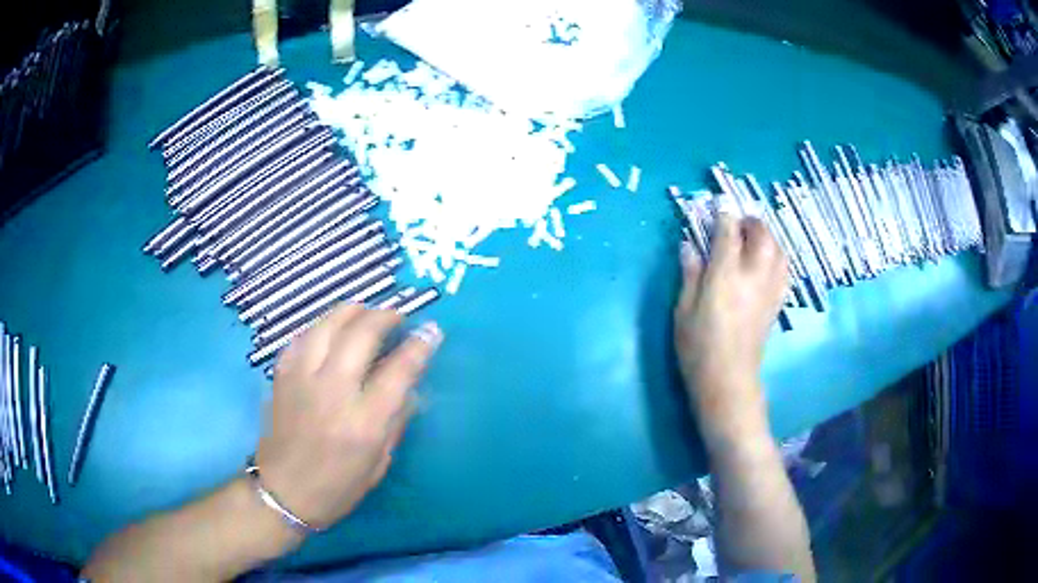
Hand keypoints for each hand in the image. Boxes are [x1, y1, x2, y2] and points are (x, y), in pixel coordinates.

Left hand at [255, 304, 442, 530]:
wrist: (284, 492)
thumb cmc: (338, 486)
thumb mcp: (379, 463)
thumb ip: (395, 421)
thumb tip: (410, 388)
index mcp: (363, 423)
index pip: (398, 371)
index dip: (419, 346)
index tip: (431, 330)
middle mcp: (332, 392)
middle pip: (360, 335)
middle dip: (384, 316)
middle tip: (397, 316)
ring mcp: (302, 380)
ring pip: (327, 326)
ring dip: (351, 311)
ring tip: (366, 312)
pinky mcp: (282, 376)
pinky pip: (302, 337)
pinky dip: (321, 327)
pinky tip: (330, 330)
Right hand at [674, 213, 787, 436]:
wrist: (727, 379)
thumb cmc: (698, 346)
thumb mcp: (683, 308)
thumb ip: (690, 273)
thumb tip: (689, 244)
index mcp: (725, 275)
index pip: (729, 232)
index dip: (724, 214)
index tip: (719, 202)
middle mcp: (753, 276)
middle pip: (762, 236)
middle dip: (752, 222)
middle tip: (738, 222)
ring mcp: (769, 290)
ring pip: (778, 251)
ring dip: (768, 237)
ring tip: (754, 239)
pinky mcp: (776, 304)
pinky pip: (784, 270)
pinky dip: (777, 257)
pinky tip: (767, 262)